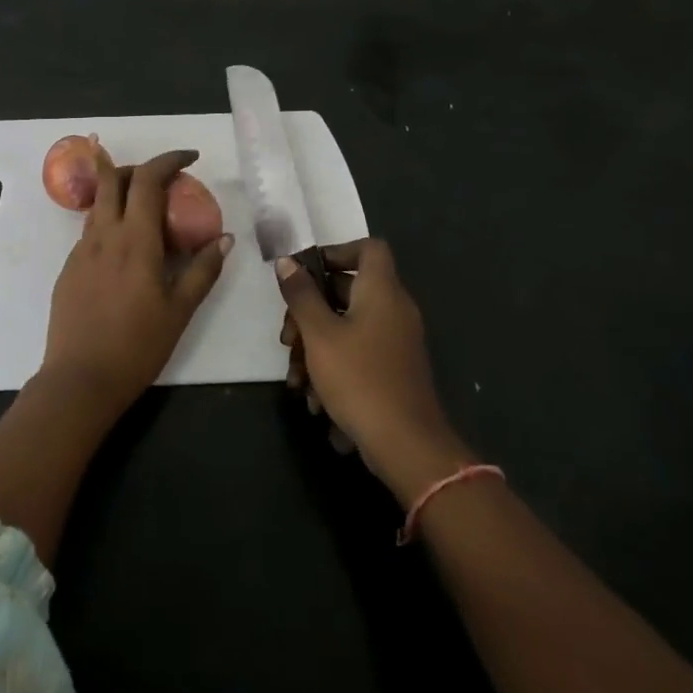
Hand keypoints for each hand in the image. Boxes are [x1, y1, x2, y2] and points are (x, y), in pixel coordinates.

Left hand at [41, 148, 232, 416]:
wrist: (80, 379)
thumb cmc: (137, 346)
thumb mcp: (180, 310)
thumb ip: (203, 270)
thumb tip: (224, 239)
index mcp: (134, 240)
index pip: (147, 180)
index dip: (169, 160)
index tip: (190, 158)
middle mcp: (103, 235)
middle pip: (113, 179)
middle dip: (139, 167)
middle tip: (164, 181)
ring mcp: (81, 251)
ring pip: (99, 204)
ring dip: (122, 193)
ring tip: (148, 214)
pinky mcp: (68, 268)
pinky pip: (91, 230)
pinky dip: (111, 222)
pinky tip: (127, 251)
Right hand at [276, 238, 473, 504]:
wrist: (406, 445)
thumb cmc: (359, 378)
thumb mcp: (319, 334)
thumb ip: (301, 295)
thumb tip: (287, 262)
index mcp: (381, 291)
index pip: (368, 248)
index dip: (336, 251)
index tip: (305, 274)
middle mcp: (393, 309)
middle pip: (348, 291)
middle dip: (309, 312)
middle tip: (287, 338)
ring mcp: (395, 341)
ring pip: (347, 327)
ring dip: (315, 347)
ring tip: (296, 379)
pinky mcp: (392, 370)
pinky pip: (358, 352)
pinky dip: (333, 367)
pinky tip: (315, 399)